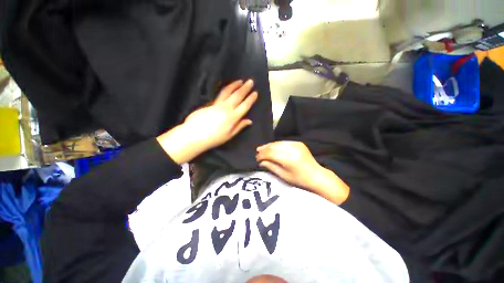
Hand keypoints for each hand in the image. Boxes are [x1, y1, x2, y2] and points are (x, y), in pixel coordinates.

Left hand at [157, 80, 257, 163]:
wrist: (195, 134)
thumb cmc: (214, 138)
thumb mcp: (229, 135)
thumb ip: (239, 126)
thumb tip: (249, 121)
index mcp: (233, 117)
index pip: (245, 106)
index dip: (251, 99)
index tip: (255, 93)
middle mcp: (227, 108)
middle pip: (237, 96)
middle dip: (245, 88)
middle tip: (250, 81)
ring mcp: (218, 104)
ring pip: (228, 92)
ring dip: (235, 85)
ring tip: (240, 81)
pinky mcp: (210, 103)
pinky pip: (220, 94)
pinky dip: (225, 88)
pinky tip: (227, 86)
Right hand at [256, 141, 348, 203]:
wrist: (316, 175)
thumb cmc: (299, 179)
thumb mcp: (283, 175)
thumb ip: (271, 166)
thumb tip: (260, 161)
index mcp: (289, 159)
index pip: (271, 154)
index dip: (262, 155)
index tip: (257, 158)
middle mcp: (292, 149)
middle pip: (274, 147)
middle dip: (264, 149)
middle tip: (257, 152)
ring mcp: (296, 144)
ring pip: (278, 143)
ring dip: (269, 145)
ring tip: (262, 148)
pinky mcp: (299, 143)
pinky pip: (284, 142)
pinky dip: (276, 144)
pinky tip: (272, 147)